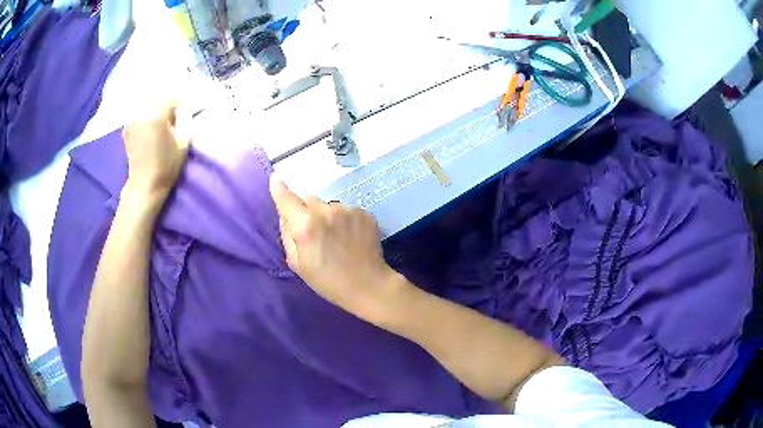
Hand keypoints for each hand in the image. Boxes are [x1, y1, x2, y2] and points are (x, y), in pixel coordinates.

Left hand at [122, 100, 189, 201]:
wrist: (144, 185)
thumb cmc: (166, 165)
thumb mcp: (184, 142)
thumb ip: (185, 118)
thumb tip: (183, 107)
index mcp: (156, 114)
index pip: (171, 96)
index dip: (179, 103)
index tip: (182, 114)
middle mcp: (141, 112)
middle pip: (158, 97)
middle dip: (166, 104)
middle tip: (171, 118)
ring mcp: (131, 119)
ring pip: (147, 103)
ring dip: (155, 109)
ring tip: (160, 123)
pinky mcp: (126, 127)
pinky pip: (138, 113)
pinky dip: (145, 116)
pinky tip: (149, 129)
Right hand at [269, 177, 408, 321]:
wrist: (368, 285)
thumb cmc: (328, 280)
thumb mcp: (298, 263)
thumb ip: (287, 235)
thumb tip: (285, 215)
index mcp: (305, 225)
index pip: (286, 198)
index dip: (279, 188)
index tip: (275, 180)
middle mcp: (326, 211)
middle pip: (309, 199)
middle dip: (307, 211)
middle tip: (314, 233)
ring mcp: (347, 210)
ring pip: (329, 205)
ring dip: (327, 216)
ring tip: (336, 238)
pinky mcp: (364, 213)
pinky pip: (347, 210)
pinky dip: (345, 220)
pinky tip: (351, 238)